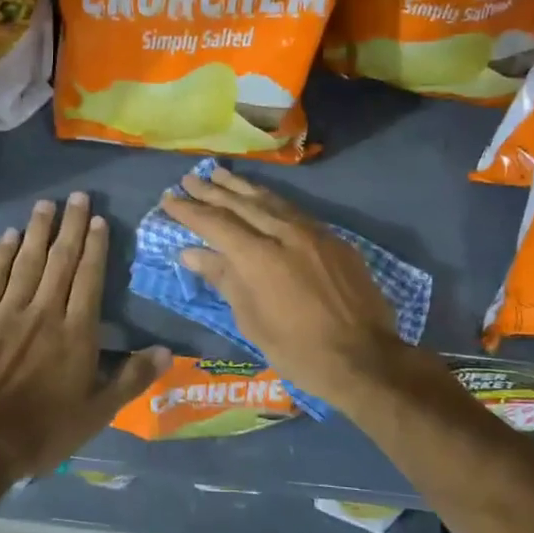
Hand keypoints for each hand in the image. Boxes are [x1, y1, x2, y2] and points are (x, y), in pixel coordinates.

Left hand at [0, 192, 168, 478]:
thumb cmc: (42, 432)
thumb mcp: (97, 413)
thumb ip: (132, 378)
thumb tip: (167, 350)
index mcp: (77, 332)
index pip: (90, 279)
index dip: (95, 247)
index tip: (97, 220)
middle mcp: (45, 312)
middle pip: (62, 261)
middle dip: (71, 226)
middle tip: (77, 196)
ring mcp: (8, 312)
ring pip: (28, 261)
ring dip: (39, 231)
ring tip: (46, 204)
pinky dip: (2, 254)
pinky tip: (8, 236)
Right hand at [160, 167, 412, 409]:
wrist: (365, 358)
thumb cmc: (299, 351)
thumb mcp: (252, 321)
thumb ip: (224, 279)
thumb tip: (192, 253)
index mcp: (259, 257)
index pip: (216, 223)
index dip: (189, 210)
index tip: (168, 199)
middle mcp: (284, 234)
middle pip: (241, 204)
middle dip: (212, 190)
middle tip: (188, 178)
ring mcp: (313, 233)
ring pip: (271, 201)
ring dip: (241, 187)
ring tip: (219, 174)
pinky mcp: (334, 239)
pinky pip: (295, 211)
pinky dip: (272, 201)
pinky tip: (263, 198)